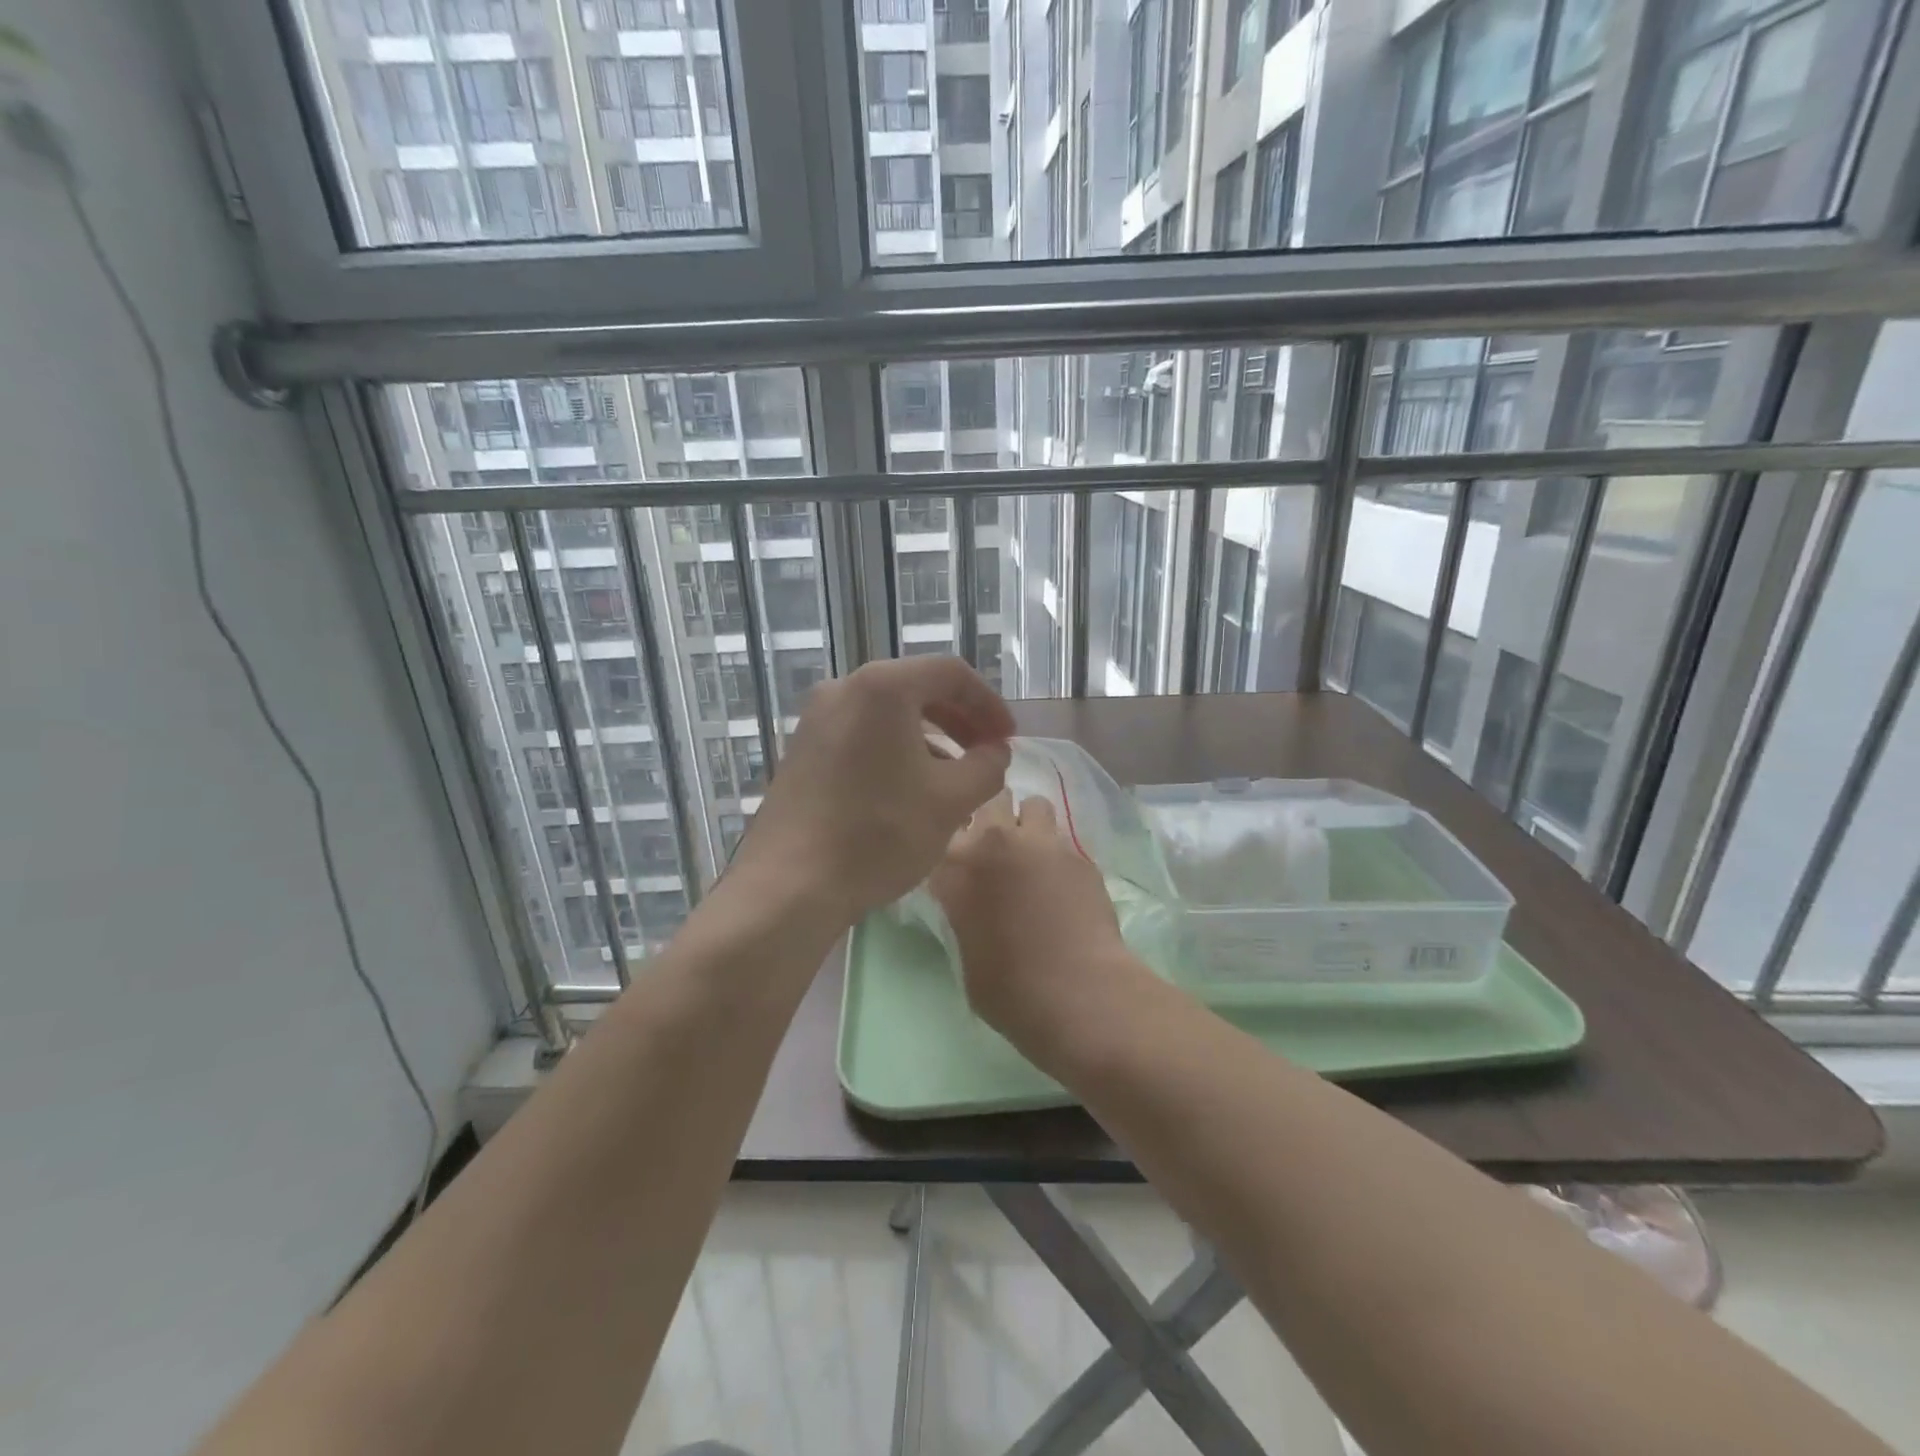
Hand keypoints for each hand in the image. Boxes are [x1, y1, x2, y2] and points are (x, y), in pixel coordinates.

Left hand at [729, 656, 1013, 925]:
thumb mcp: (951, 800)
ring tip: (955, 778)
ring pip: (888, 715)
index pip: (951, 673)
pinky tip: (910, 790)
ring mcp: (815, 720)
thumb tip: (995, 752)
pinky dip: (896, 752)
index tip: (1009, 738)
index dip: (989, 703)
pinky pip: (862, 736)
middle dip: (960, 720)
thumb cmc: (879, 833)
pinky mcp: (802, 751)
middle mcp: (843, 689)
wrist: (790, 885)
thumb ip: (987, 766)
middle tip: (988, 754)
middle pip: (916, 689)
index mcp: (882, 687)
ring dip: (930, 739)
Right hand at [931, 791, 1147, 1055]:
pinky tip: (1065, 883)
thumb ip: (964, 911)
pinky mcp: (1079, 853)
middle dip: (992, 817)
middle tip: (998, 848)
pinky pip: (1063, 839)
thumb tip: (974, 904)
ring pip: (1033, 805)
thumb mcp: (965, 951)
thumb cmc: (1009, 988)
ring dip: (1030, 824)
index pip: (944, 831)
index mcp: (955, 866)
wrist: (1077, 991)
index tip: (959, 858)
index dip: (953, 842)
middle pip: (988, 799)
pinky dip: (1059, 854)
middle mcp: (994, 841)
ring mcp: (1041, 842)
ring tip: (1035, 856)